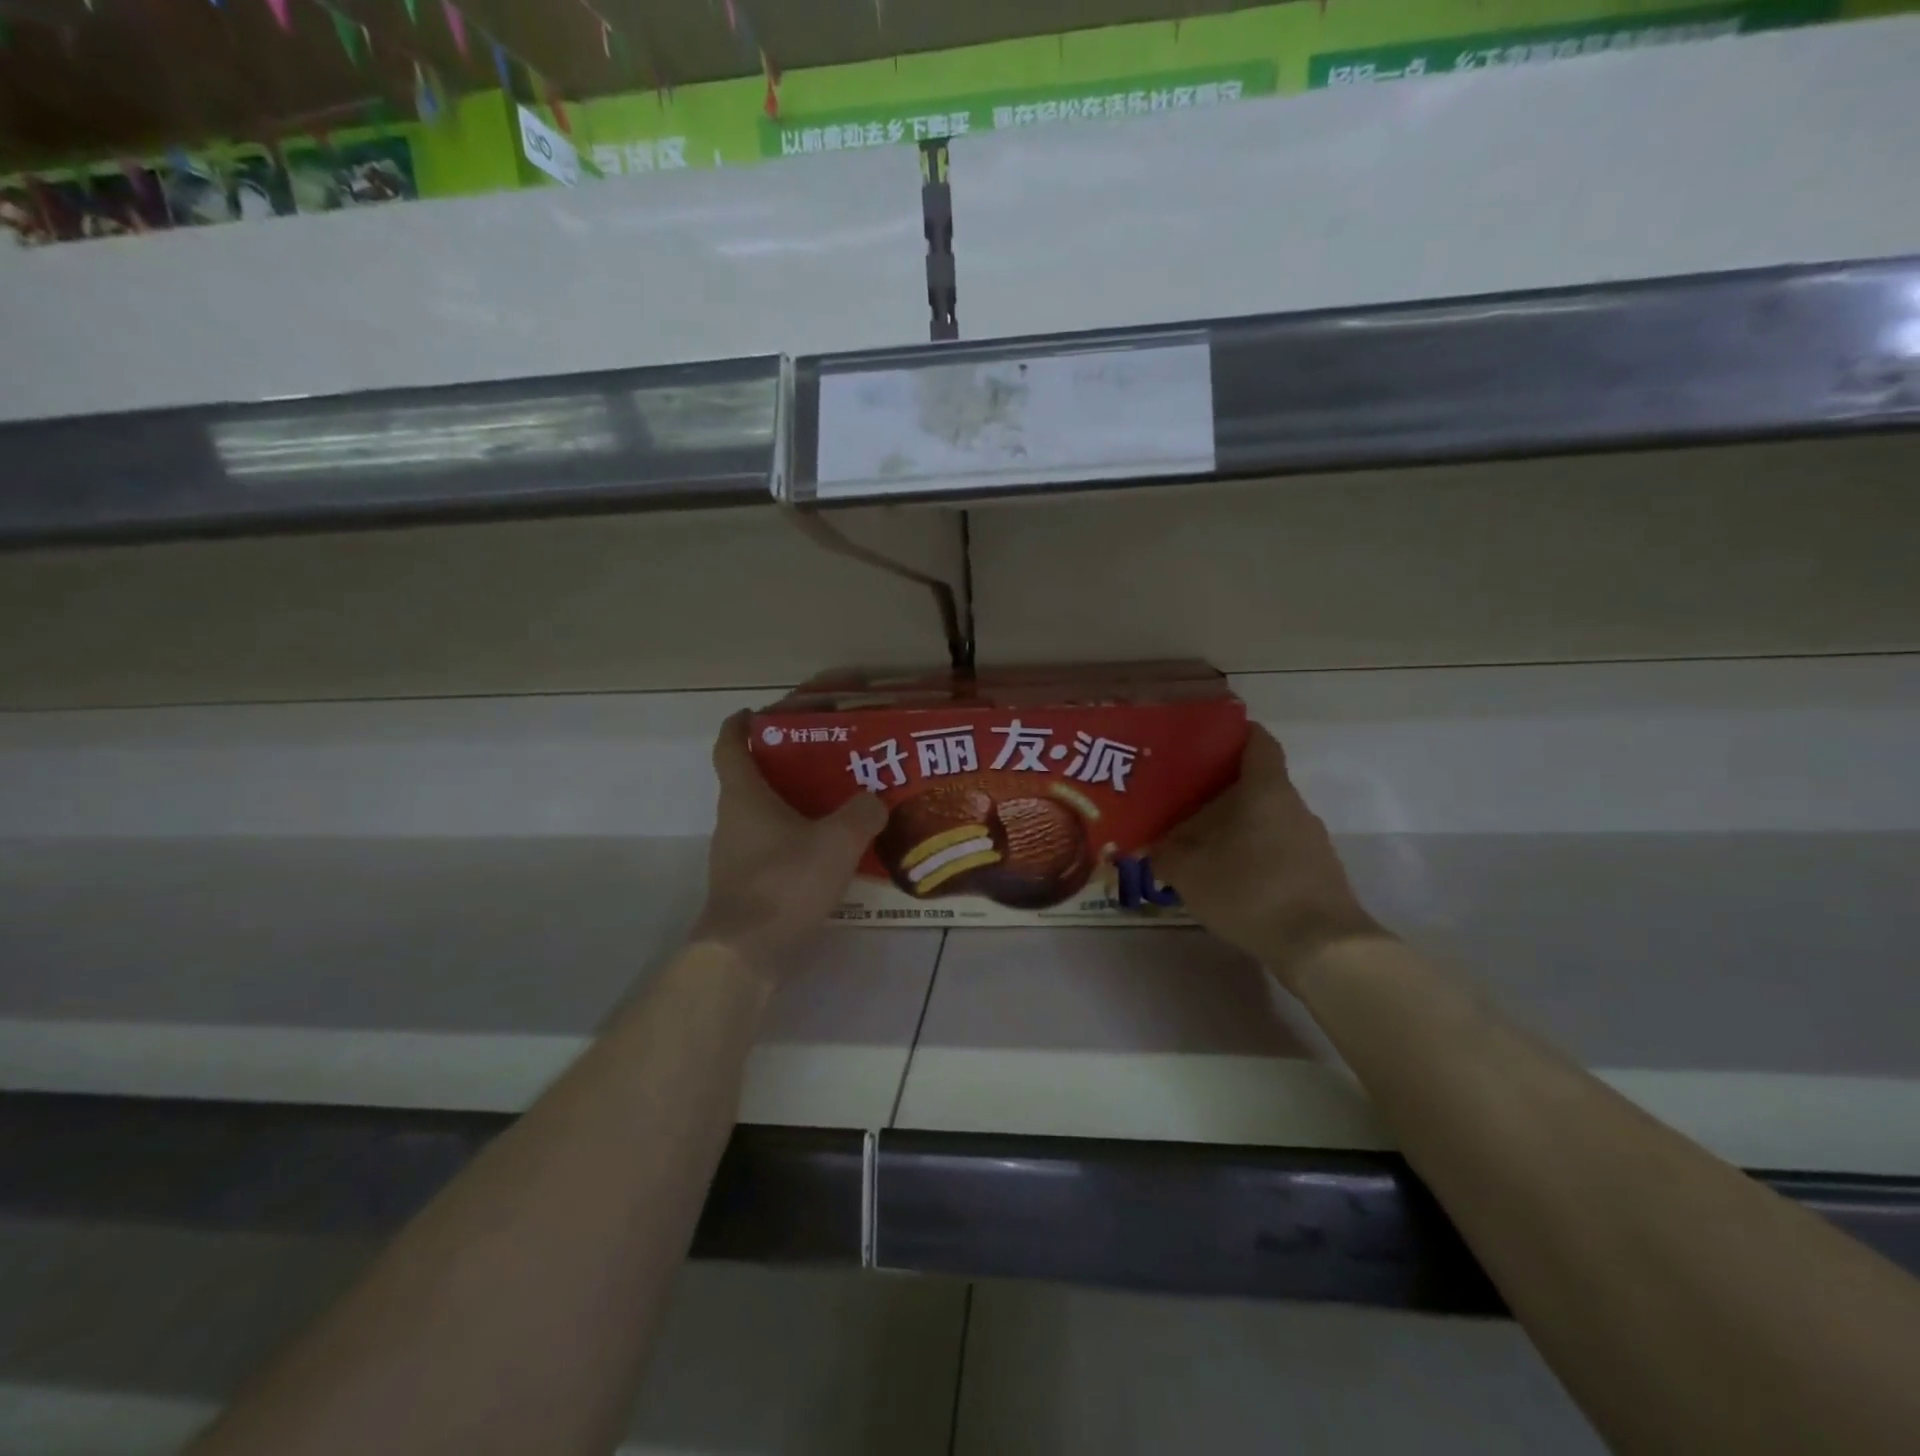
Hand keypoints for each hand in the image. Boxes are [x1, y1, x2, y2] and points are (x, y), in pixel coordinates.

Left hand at [690, 712, 886, 982]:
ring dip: (790, 805)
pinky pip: (770, 847)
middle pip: (749, 780)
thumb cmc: (785, 883)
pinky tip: (827, 852)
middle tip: (822, 760)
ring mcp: (735, 856)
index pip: (730, 746)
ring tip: (833, 804)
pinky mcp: (745, 885)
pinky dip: (793, 840)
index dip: (740, 725)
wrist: (747, 954)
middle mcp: (732, 820)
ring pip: (761, 816)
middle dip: (781, 766)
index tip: (758, 714)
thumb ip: (862, 813)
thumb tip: (874, 801)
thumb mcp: (837, 842)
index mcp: (744, 796)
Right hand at [1155, 725, 1387, 989]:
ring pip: (1266, 819)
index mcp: (1266, 790)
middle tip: (1181, 801)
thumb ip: (1165, 854)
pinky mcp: (1317, 872)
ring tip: (1198, 843)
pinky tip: (1227, 876)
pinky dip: (1252, 853)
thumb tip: (1151, 847)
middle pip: (1255, 783)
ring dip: (1235, 826)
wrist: (1323, 947)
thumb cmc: (1251, 891)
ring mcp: (1311, 840)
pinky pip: (1277, 848)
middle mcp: (1293, 806)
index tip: (1203, 740)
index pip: (1257, 741)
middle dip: (1219, 790)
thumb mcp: (1190, 873)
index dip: (1233, 733)